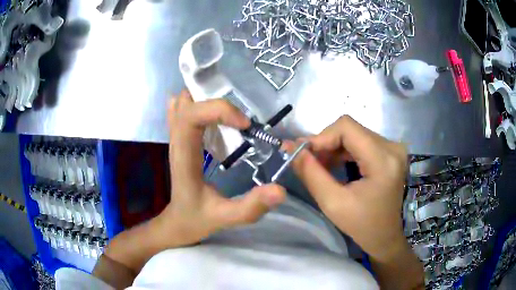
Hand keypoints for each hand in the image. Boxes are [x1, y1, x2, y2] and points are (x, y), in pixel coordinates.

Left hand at [161, 90, 285, 244]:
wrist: (178, 222)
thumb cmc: (196, 219)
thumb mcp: (225, 217)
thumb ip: (251, 207)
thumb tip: (281, 190)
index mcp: (184, 156)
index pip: (191, 116)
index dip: (219, 110)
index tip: (245, 124)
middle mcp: (177, 141)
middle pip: (187, 101)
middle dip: (214, 98)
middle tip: (239, 115)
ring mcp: (176, 137)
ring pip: (184, 102)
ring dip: (207, 99)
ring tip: (230, 114)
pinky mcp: (181, 138)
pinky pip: (184, 110)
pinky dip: (200, 104)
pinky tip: (216, 117)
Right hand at [286, 115, 408, 262]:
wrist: (385, 236)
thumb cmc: (362, 225)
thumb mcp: (332, 203)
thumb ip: (311, 173)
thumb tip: (291, 147)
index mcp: (383, 160)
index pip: (346, 127)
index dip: (321, 136)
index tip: (303, 153)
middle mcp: (392, 147)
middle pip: (350, 129)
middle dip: (325, 143)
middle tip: (307, 161)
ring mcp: (392, 148)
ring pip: (354, 134)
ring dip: (333, 147)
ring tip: (319, 166)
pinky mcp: (390, 151)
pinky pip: (361, 141)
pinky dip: (343, 150)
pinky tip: (334, 165)